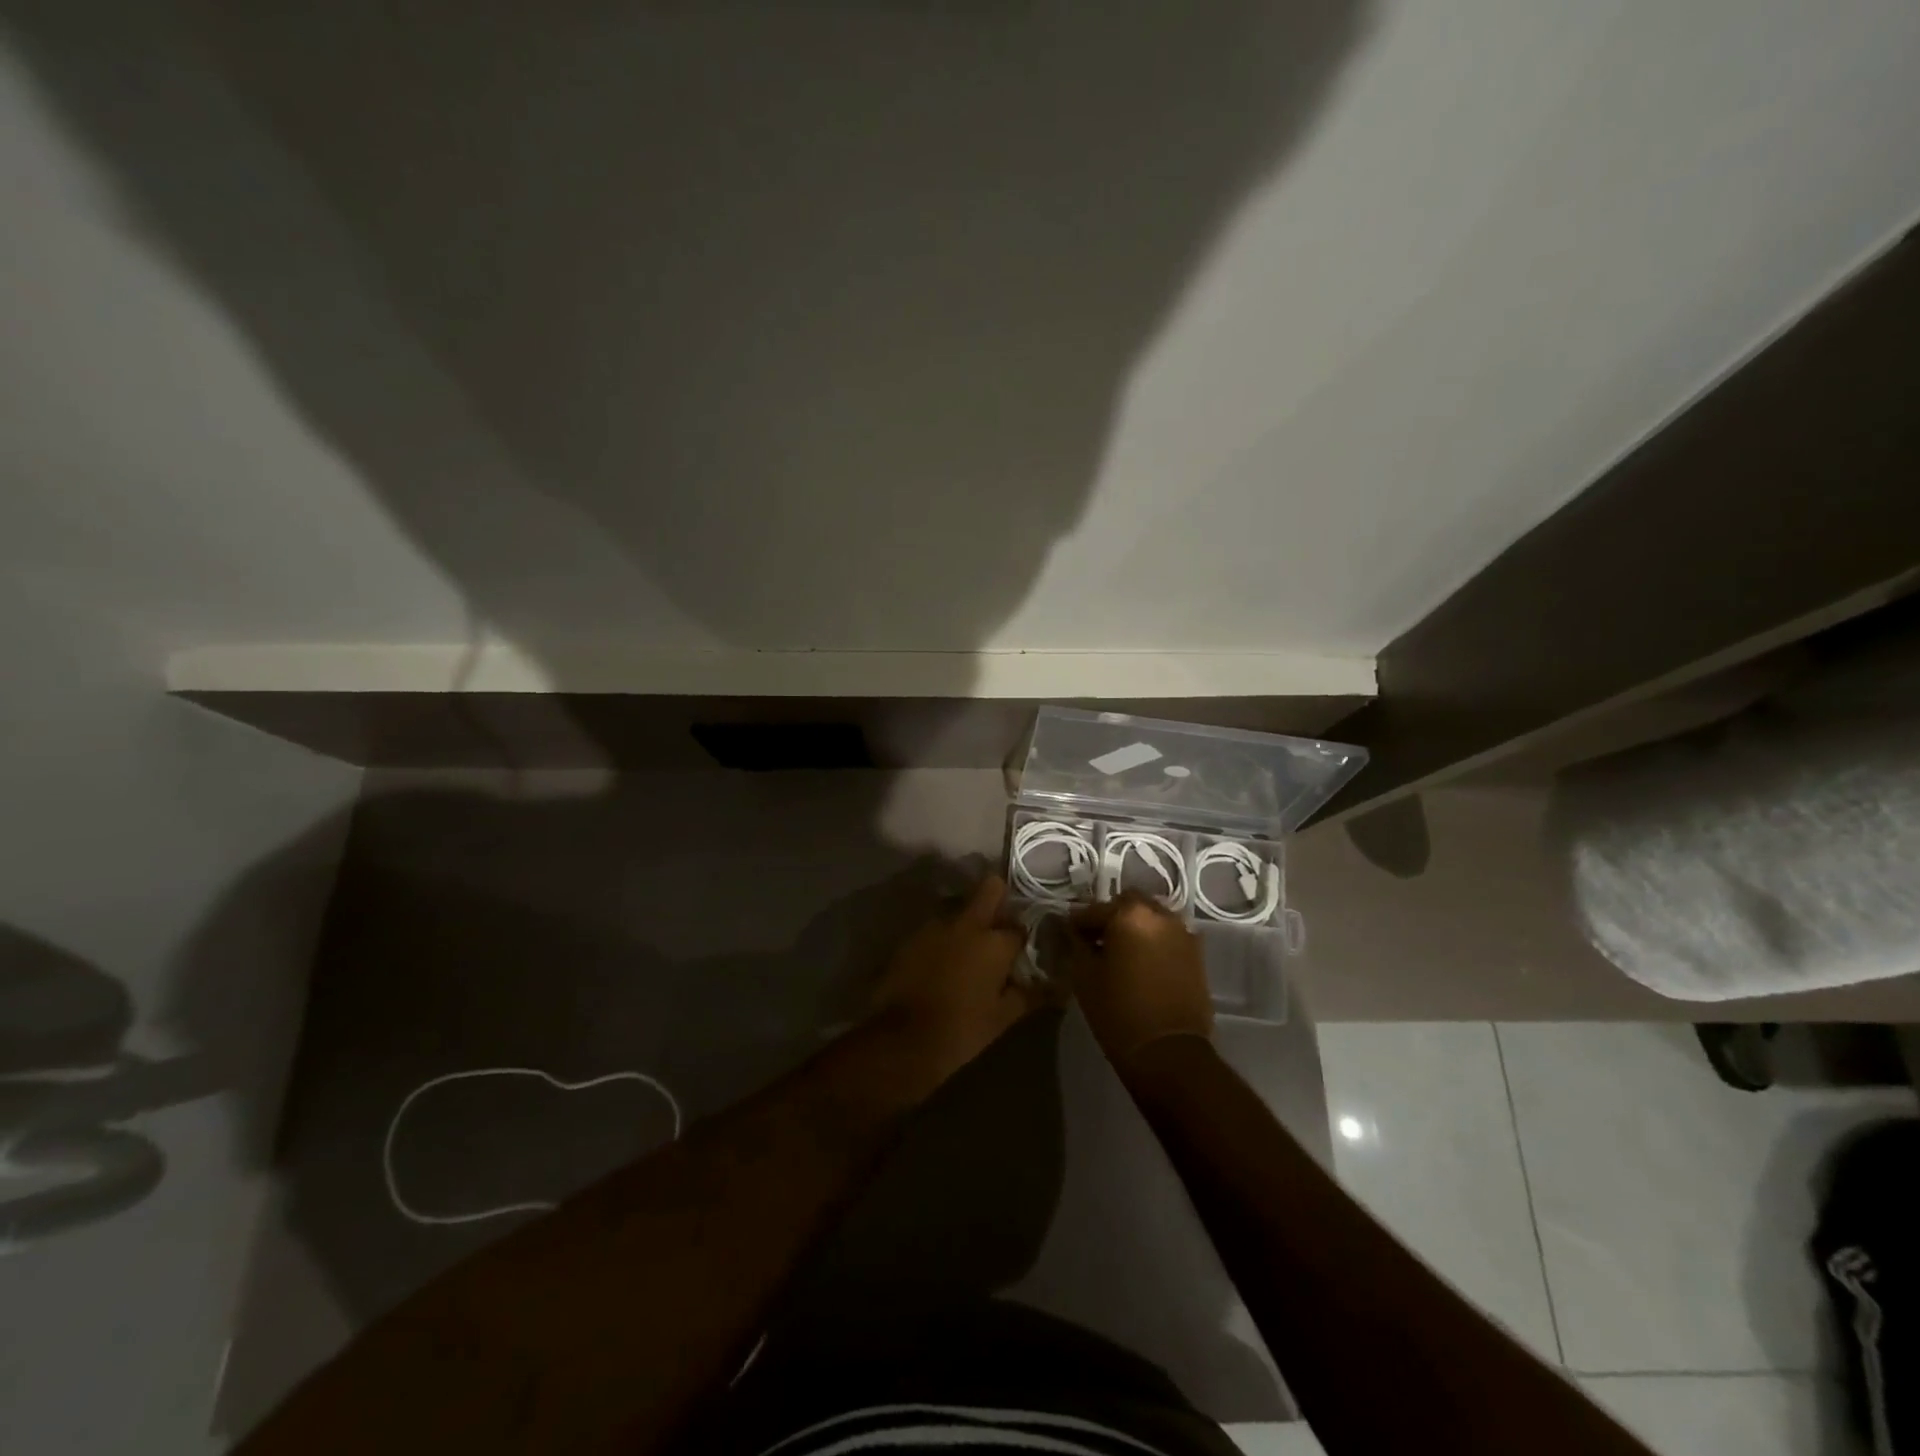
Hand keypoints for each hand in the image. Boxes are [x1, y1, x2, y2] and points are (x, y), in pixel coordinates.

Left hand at [868, 876, 1049, 1088]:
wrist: (902, 1039)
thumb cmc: (962, 1030)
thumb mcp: (1003, 1017)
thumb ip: (1029, 995)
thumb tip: (1055, 987)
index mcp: (995, 943)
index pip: (1020, 927)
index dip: (1024, 936)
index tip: (1024, 947)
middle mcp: (967, 924)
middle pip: (990, 889)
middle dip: (1000, 897)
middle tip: (1001, 924)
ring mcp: (936, 926)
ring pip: (960, 908)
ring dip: (969, 922)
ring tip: (970, 950)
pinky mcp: (912, 937)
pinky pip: (937, 928)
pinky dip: (945, 938)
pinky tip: (944, 961)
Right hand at [1068, 893, 1212, 1067]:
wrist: (1169, 1053)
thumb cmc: (1118, 1012)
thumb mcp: (1084, 976)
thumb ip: (1076, 944)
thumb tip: (1073, 930)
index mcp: (1129, 915)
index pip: (1094, 909)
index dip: (1078, 922)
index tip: (1069, 935)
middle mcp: (1160, 915)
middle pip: (1128, 904)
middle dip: (1111, 917)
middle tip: (1097, 941)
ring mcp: (1183, 933)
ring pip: (1152, 918)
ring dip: (1135, 927)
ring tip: (1122, 953)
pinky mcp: (1197, 954)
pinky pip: (1169, 936)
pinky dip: (1154, 942)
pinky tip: (1143, 964)